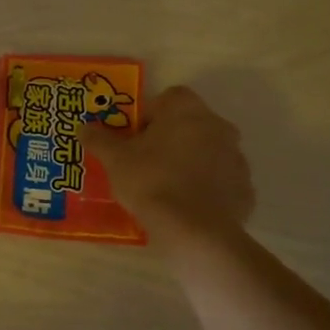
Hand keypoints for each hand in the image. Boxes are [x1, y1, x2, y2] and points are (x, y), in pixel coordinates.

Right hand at [91, 85, 255, 251]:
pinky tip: (187, 206)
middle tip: (146, 163)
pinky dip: (207, 188)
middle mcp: (217, 125)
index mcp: (186, 109)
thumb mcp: (115, 159)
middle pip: (189, 124)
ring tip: (166, 188)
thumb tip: (84, 127)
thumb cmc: (151, 182)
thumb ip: (98, 139)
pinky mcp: (245, 187)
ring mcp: (236, 157)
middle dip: (169, 138)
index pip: (167, 98)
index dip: (148, 116)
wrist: (195, 231)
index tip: (134, 139)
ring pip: (207, 151)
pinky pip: (221, 180)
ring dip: (190, 161)